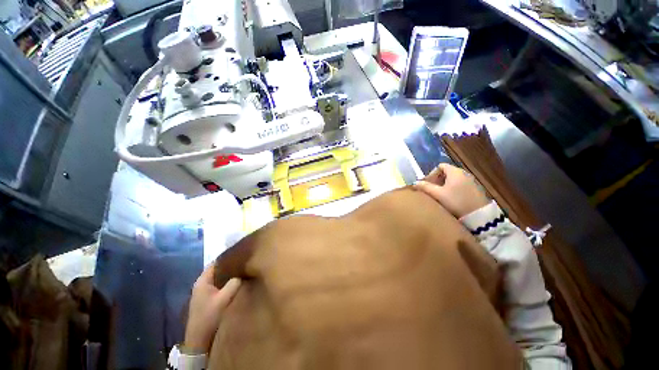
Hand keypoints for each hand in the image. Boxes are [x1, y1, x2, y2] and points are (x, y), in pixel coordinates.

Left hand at [184, 265, 240, 354]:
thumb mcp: (224, 299)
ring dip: (229, 275)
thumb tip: (243, 273)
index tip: (242, 254)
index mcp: (203, 280)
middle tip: (245, 263)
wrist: (199, 340)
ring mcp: (203, 292)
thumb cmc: (209, 317)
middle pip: (218, 269)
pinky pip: (219, 285)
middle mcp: (201, 284)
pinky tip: (236, 283)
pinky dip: (227, 282)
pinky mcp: (207, 299)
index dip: (229, 257)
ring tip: (243, 271)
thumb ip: (234, 283)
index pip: (216, 262)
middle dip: (231, 266)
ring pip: (219, 278)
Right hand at [413, 163, 489, 217]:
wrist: (479, 216)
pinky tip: (450, 201)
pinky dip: (453, 190)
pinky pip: (460, 186)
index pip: (440, 166)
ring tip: (439, 197)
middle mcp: (464, 174)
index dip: (431, 174)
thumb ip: (425, 187)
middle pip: (447, 173)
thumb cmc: (456, 202)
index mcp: (455, 171)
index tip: (427, 184)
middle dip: (436, 181)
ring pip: (453, 181)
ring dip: (444, 186)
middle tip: (431, 191)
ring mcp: (471, 182)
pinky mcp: (476, 191)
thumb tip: (415, 183)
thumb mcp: (437, 194)